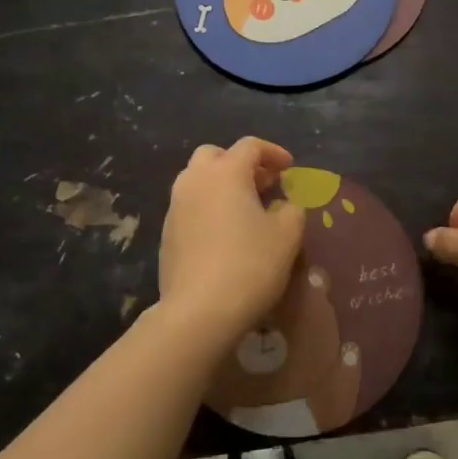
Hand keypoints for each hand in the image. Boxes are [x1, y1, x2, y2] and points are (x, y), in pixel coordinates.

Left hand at [158, 138, 304, 344]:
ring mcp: (175, 207)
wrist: (199, 312)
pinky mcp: (166, 234)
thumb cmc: (250, 264)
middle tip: (263, 184)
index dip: (273, 153)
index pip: (250, 146)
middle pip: (215, 155)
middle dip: (240, 163)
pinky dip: (208, 208)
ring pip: (197, 180)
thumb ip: (291, 209)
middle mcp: (195, 181)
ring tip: (245, 209)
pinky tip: (225, 234)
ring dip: (221, 185)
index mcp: (226, 172)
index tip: (290, 170)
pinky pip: (189, 207)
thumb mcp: (288, 234)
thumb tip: (281, 205)